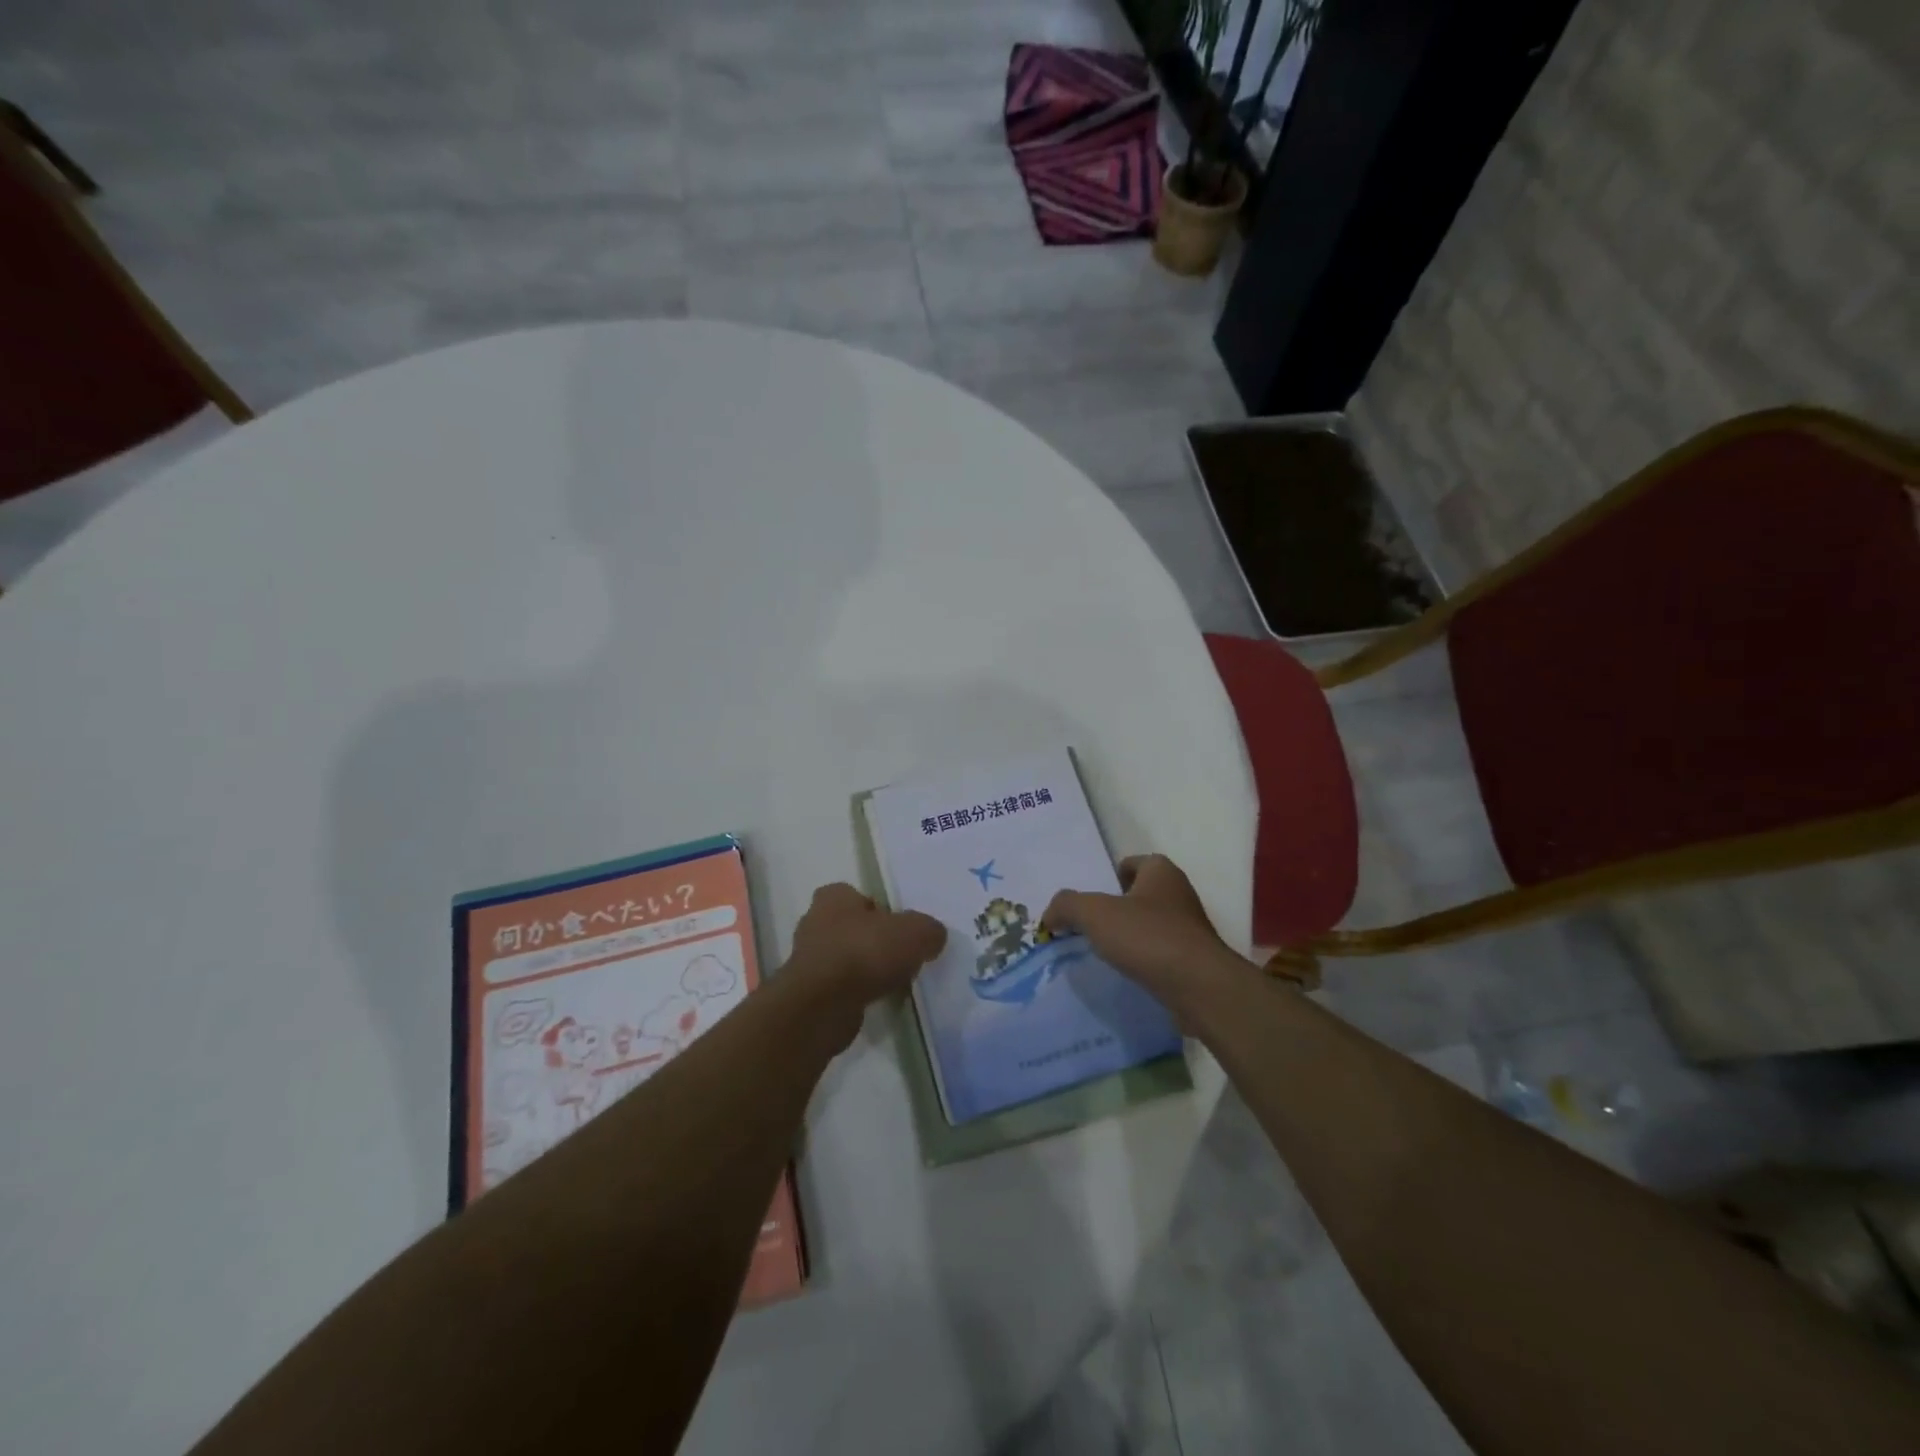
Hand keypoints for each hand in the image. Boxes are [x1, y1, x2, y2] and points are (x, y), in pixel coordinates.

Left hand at [788, 883, 946, 1006]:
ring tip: (894, 982)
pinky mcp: (809, 992)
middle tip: (901, 955)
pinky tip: (878, 1001)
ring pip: (846, 958)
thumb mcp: (915, 933)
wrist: (822, 1006)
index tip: (900, 928)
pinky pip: (841, 986)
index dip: (880, 910)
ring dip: (866, 969)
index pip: (857, 895)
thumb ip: (929, 930)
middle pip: (853, 927)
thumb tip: (932, 937)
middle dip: (874, 940)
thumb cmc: (865, 953)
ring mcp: (808, 959)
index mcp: (833, 897)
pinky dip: (858, 992)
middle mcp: (815, 922)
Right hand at [1041, 855, 1243, 1019]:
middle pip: (1139, 895)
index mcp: (1161, 872)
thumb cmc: (1148, 937)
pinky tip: (1126, 973)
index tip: (1091, 899)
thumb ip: (1067, 906)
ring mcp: (1189, 929)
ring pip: (1150, 925)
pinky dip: (1143, 960)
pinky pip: (1160, 953)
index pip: (1132, 863)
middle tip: (1089, 926)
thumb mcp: (1095, 913)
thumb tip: (1050, 916)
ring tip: (1104, 953)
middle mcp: (1179, 894)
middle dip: (1116, 908)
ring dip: (1130, 936)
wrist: (1200, 987)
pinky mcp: (1193, 960)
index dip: (1110, 877)